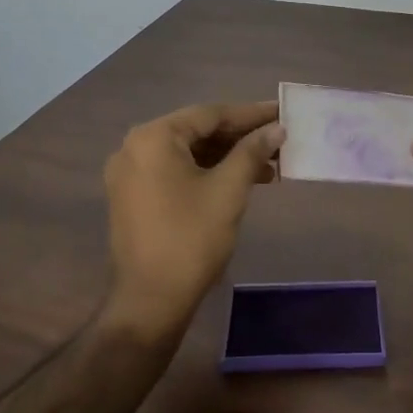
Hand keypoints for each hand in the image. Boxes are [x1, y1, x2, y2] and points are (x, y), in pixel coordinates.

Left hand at [101, 101, 282, 337]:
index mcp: (153, 138)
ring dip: (227, 158)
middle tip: (279, 141)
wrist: (151, 300)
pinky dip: (207, 173)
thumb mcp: (228, 190)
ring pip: (188, 154)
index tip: (282, 113)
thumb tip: (276, 129)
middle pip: (197, 132)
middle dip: (240, 138)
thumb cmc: (191, 239)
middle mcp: (134, 148)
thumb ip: (252, 152)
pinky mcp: (133, 197)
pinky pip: (176, 172)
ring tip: (268, 167)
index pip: (209, 114)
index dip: (250, 114)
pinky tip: (240, 182)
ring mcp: (130, 174)